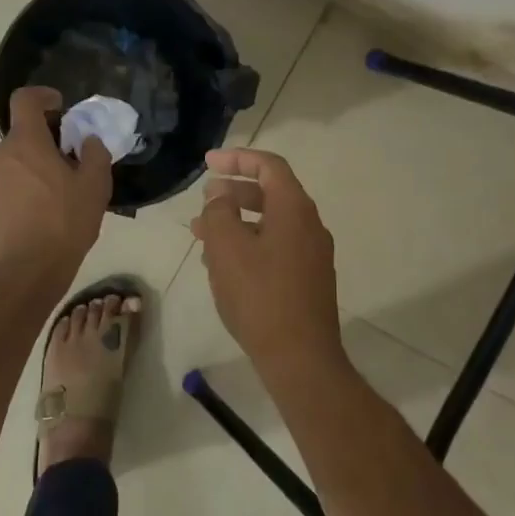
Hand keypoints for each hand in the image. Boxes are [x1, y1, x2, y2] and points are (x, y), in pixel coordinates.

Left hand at [0, 87, 112, 277]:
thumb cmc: (64, 222)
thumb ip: (94, 154)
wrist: (27, 272)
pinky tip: (43, 213)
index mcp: (25, 141)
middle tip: (70, 162)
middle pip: (22, 135)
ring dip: (34, 167)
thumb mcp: (94, 186)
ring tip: (59, 193)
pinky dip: (24, 188)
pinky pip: (7, 185)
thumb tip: (88, 141)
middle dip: (45, 141)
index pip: (25, 99)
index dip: (43, 96)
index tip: (60, 107)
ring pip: (14, 162)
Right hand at [191, 148, 346, 376]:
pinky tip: (222, 265)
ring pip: (270, 224)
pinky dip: (249, 245)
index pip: (269, 166)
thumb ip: (219, 212)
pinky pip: (275, 248)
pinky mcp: (308, 280)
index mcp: (294, 209)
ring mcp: (312, 255)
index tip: (208, 163)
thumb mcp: (227, 247)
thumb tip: (220, 197)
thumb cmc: (260, 296)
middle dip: (233, 192)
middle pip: (270, 194)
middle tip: (203, 200)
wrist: (300, 357)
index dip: (237, 158)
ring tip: (202, 235)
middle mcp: (309, 226)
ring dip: (237, 222)